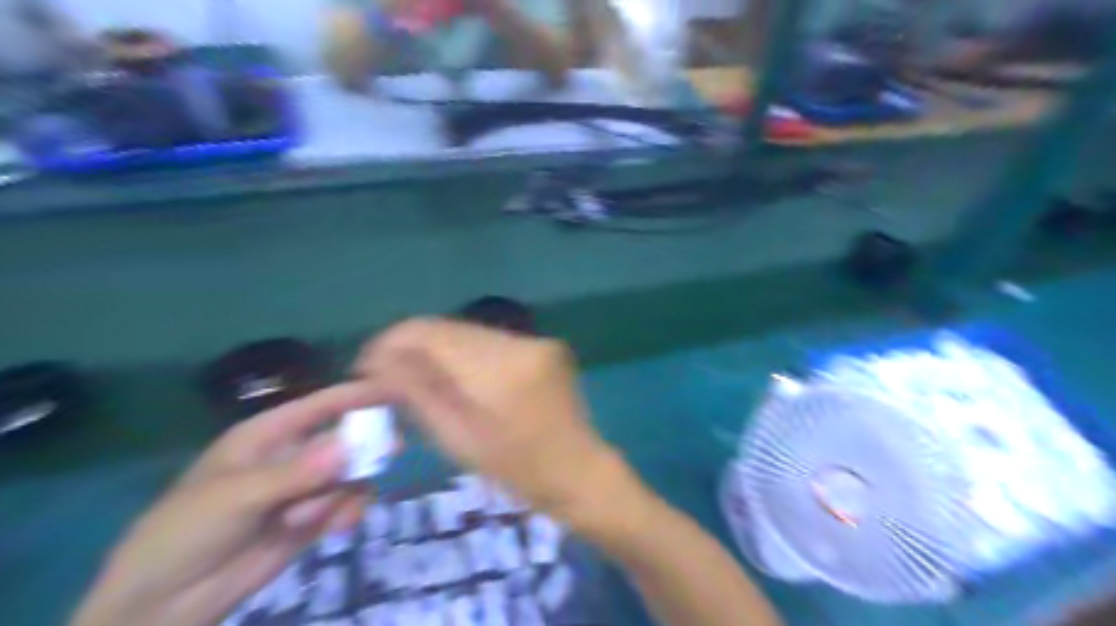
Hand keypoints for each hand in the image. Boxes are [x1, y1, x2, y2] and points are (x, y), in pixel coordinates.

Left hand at [70, 382, 383, 624]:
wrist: (165, 602)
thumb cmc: (186, 531)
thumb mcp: (235, 496)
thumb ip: (295, 472)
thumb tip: (349, 448)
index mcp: (269, 435)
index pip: (320, 405)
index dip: (356, 394)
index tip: (394, 390)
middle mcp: (293, 455)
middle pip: (345, 438)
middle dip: (365, 445)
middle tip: (391, 451)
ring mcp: (306, 488)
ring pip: (351, 473)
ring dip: (343, 491)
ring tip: (311, 517)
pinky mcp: (314, 518)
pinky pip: (349, 504)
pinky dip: (349, 512)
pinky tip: (337, 528)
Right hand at [353, 320, 640, 536]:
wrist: (579, 471)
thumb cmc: (517, 470)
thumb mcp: (458, 439)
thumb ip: (420, 393)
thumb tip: (380, 361)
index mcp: (498, 370)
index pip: (432, 333)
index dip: (392, 342)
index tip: (366, 364)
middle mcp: (520, 343)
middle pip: (450, 328)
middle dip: (413, 344)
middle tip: (386, 372)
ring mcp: (537, 340)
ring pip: (470, 332)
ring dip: (439, 348)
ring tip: (415, 374)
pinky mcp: (546, 345)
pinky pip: (492, 341)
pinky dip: (466, 353)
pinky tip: (454, 374)